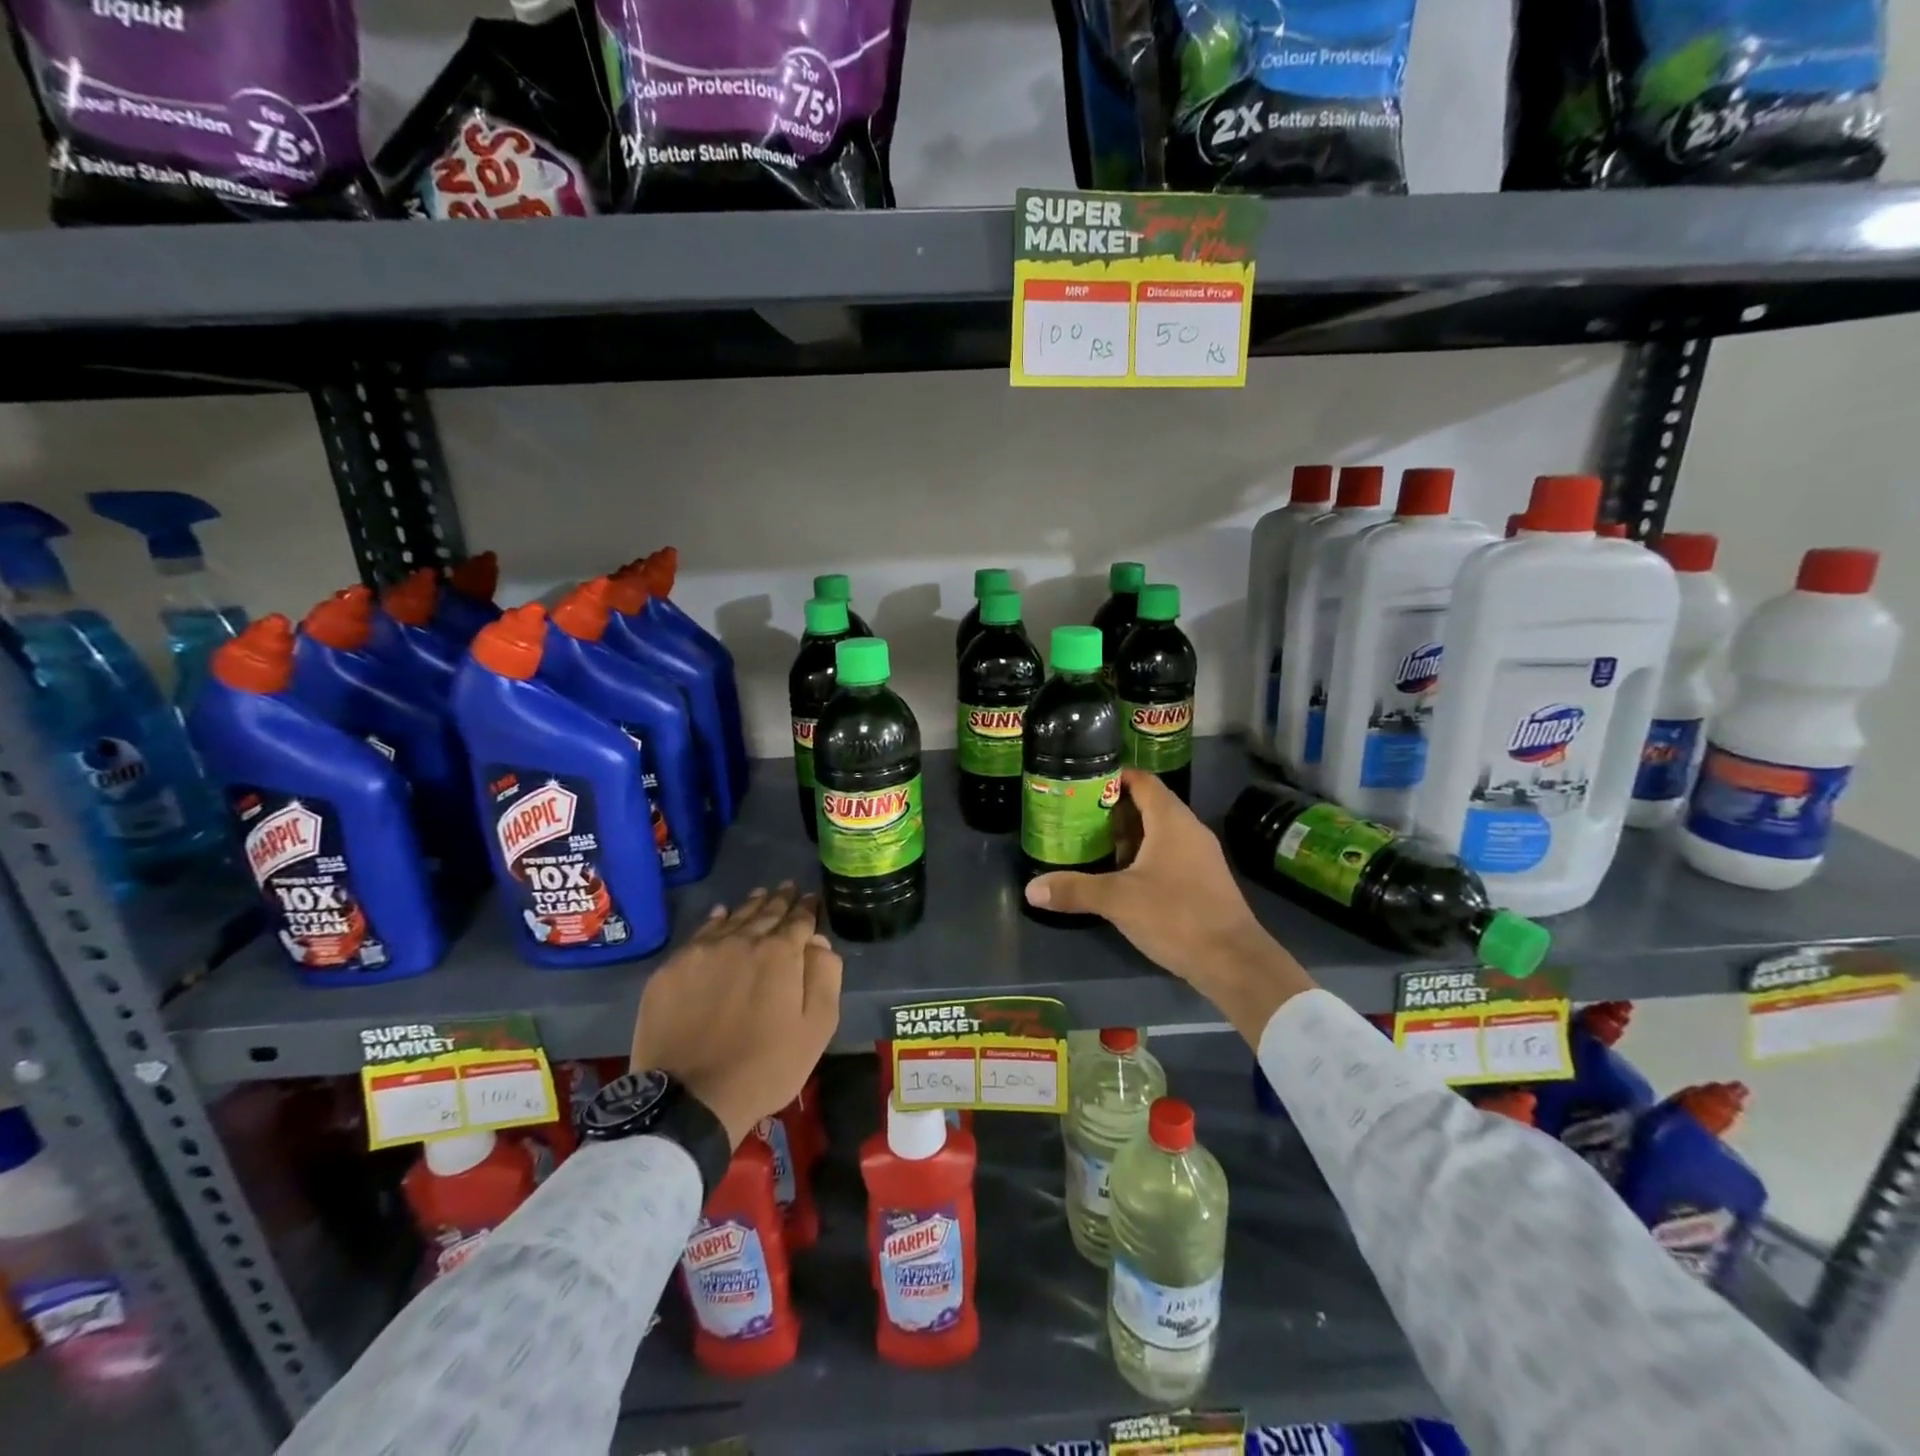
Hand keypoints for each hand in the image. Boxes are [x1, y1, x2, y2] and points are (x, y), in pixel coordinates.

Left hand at [630, 883, 842, 1146]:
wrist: (691, 1098)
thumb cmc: (766, 1066)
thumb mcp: (816, 1027)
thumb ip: (825, 976)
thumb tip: (818, 942)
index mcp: (781, 953)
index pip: (800, 920)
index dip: (808, 909)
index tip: (812, 899)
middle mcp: (743, 940)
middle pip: (766, 913)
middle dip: (781, 900)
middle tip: (789, 888)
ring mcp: (703, 952)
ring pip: (733, 918)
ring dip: (751, 905)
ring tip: (761, 894)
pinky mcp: (672, 969)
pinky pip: (700, 934)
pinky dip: (716, 921)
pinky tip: (721, 915)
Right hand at [1024, 769, 1314, 1042]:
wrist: (1234, 960)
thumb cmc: (1176, 916)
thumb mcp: (1118, 901)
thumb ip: (1074, 890)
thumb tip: (1031, 889)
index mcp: (1171, 820)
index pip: (1142, 781)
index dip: (1114, 777)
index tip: (1083, 782)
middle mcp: (1189, 829)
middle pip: (1150, 805)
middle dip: (1114, 809)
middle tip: (1079, 816)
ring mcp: (1201, 855)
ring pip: (1160, 832)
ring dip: (1129, 836)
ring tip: (1094, 844)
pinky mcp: (1204, 879)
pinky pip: (1170, 854)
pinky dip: (1145, 856)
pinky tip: (1123, 876)